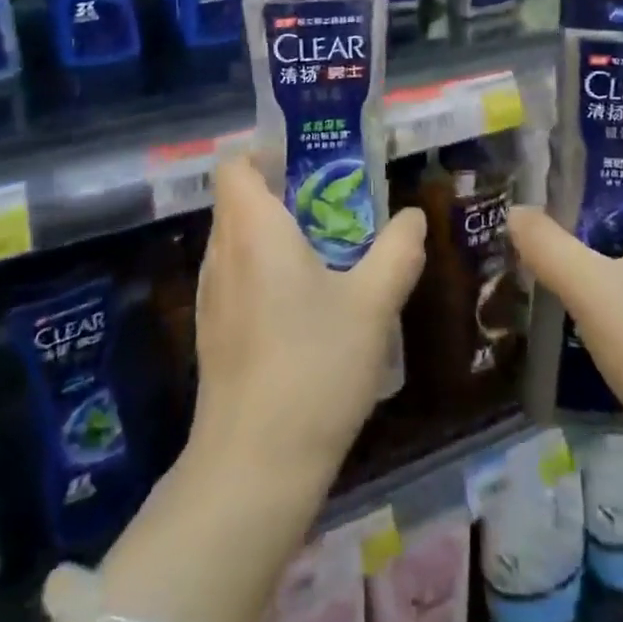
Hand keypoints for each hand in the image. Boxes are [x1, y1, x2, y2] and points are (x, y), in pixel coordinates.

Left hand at [190, 158, 426, 489]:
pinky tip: (304, 307)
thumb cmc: (314, 367)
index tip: (308, 163)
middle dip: (283, 193)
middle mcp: (221, 253)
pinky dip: (264, 272)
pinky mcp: (212, 334)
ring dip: (275, 235)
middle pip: (238, 200)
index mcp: (252, 229)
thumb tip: (413, 217)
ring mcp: (210, 297)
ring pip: (237, 241)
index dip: (264, 154)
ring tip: (326, 252)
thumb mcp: (373, 304)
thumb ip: (397, 250)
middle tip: (334, 204)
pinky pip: (236, 278)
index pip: (234, 165)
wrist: (254, 468)